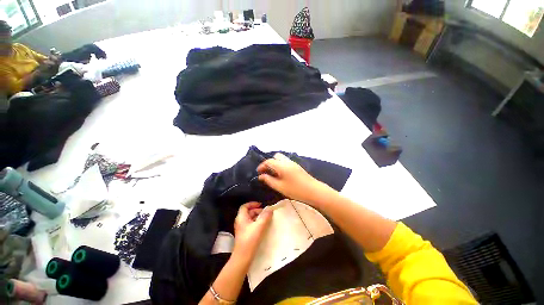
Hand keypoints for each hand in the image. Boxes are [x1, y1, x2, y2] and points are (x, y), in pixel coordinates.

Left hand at [233, 202, 272, 263]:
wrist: (243, 257)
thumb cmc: (250, 239)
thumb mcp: (260, 226)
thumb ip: (265, 216)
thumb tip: (270, 209)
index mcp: (241, 217)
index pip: (245, 206)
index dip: (252, 204)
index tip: (261, 205)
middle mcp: (240, 221)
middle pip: (248, 212)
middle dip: (257, 211)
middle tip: (266, 213)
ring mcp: (241, 228)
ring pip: (250, 218)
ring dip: (257, 217)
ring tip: (266, 219)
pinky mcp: (244, 234)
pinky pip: (250, 225)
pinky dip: (256, 223)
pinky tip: (262, 227)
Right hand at [257, 153, 330, 204]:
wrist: (314, 191)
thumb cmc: (296, 190)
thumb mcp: (280, 187)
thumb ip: (269, 180)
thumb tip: (261, 176)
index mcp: (282, 165)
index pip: (269, 161)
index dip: (262, 166)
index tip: (258, 173)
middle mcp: (287, 161)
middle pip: (275, 156)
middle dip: (269, 162)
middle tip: (266, 172)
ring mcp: (293, 163)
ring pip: (281, 158)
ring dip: (275, 163)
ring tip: (272, 174)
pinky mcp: (296, 166)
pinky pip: (285, 161)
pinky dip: (280, 165)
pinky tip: (280, 174)